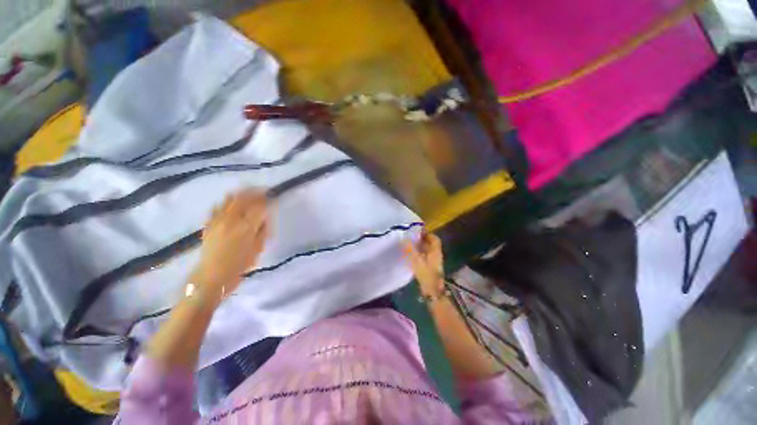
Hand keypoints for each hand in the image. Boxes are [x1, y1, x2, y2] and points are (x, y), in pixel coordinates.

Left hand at [192, 189, 269, 298]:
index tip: (272, 195)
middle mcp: (231, 220)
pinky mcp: (208, 224)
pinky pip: (217, 207)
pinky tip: (230, 202)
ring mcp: (217, 220)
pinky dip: (226, 201)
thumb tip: (265, 216)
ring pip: (229, 199)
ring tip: (248, 192)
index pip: (259, 206)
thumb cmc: (239, 265)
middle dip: (254, 192)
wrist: (212, 276)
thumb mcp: (258, 248)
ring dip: (240, 193)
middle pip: (244, 198)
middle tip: (262, 190)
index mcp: (246, 227)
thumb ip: (263, 230)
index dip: (266, 199)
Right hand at [403, 232, 444, 296]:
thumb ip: (411, 249)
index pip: (434, 239)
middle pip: (431, 244)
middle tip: (412, 237)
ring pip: (428, 251)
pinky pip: (425, 257)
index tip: (419, 231)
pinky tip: (412, 255)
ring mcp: (434, 262)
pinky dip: (420, 253)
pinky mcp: (430, 268)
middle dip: (422, 240)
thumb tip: (405, 239)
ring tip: (410, 244)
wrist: (432, 291)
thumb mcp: (417, 260)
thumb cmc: (426, 274)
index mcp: (436, 251)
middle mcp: (436, 255)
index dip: (428, 234)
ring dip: (420, 247)